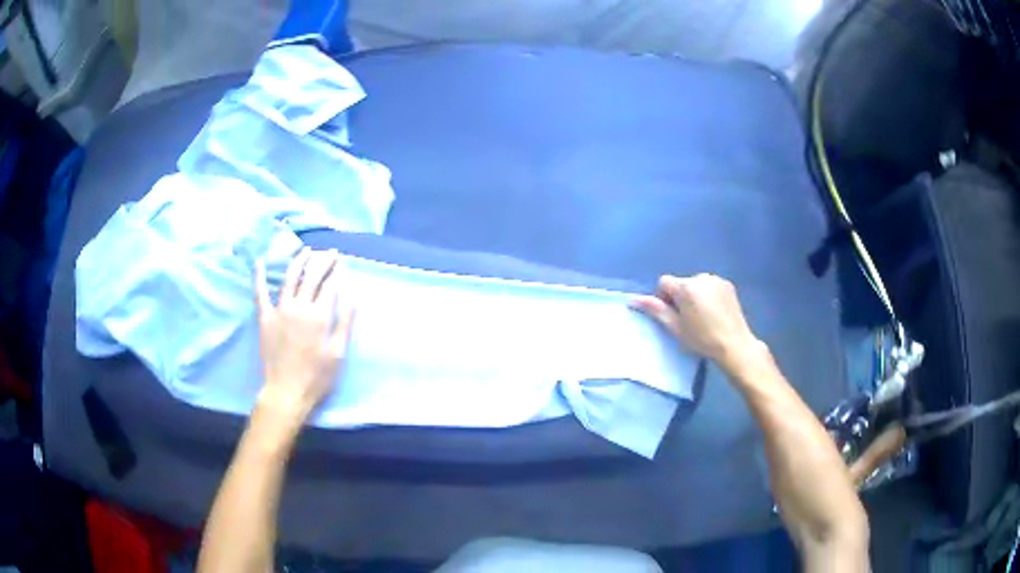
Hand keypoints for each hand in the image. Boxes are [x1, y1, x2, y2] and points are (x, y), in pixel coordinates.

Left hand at [254, 248, 354, 422]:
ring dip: (299, 261)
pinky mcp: (264, 317)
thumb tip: (353, 296)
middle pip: (311, 276)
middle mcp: (299, 306)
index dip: (336, 271)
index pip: (329, 285)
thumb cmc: (316, 377)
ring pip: (289, 278)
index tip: (341, 261)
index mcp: (319, 316)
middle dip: (322, 261)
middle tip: (330, 252)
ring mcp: (279, 310)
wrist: (286, 392)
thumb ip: (344, 323)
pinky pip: (260, 293)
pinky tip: (260, 262)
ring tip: (306, 250)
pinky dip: (260, 277)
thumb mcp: (337, 354)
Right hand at [632, 273, 762, 368]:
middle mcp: (700, 277)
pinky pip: (710, 285)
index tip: (673, 316)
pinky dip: (708, 295)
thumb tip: (633, 299)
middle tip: (688, 319)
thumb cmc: (701, 339)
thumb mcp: (675, 327)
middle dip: (680, 297)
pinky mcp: (727, 284)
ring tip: (703, 316)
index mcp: (685, 287)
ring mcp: (715, 279)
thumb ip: (656, 309)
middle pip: (681, 283)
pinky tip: (714, 312)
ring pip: (695, 284)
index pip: (664, 282)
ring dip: (694, 295)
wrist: (733, 344)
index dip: (664, 298)